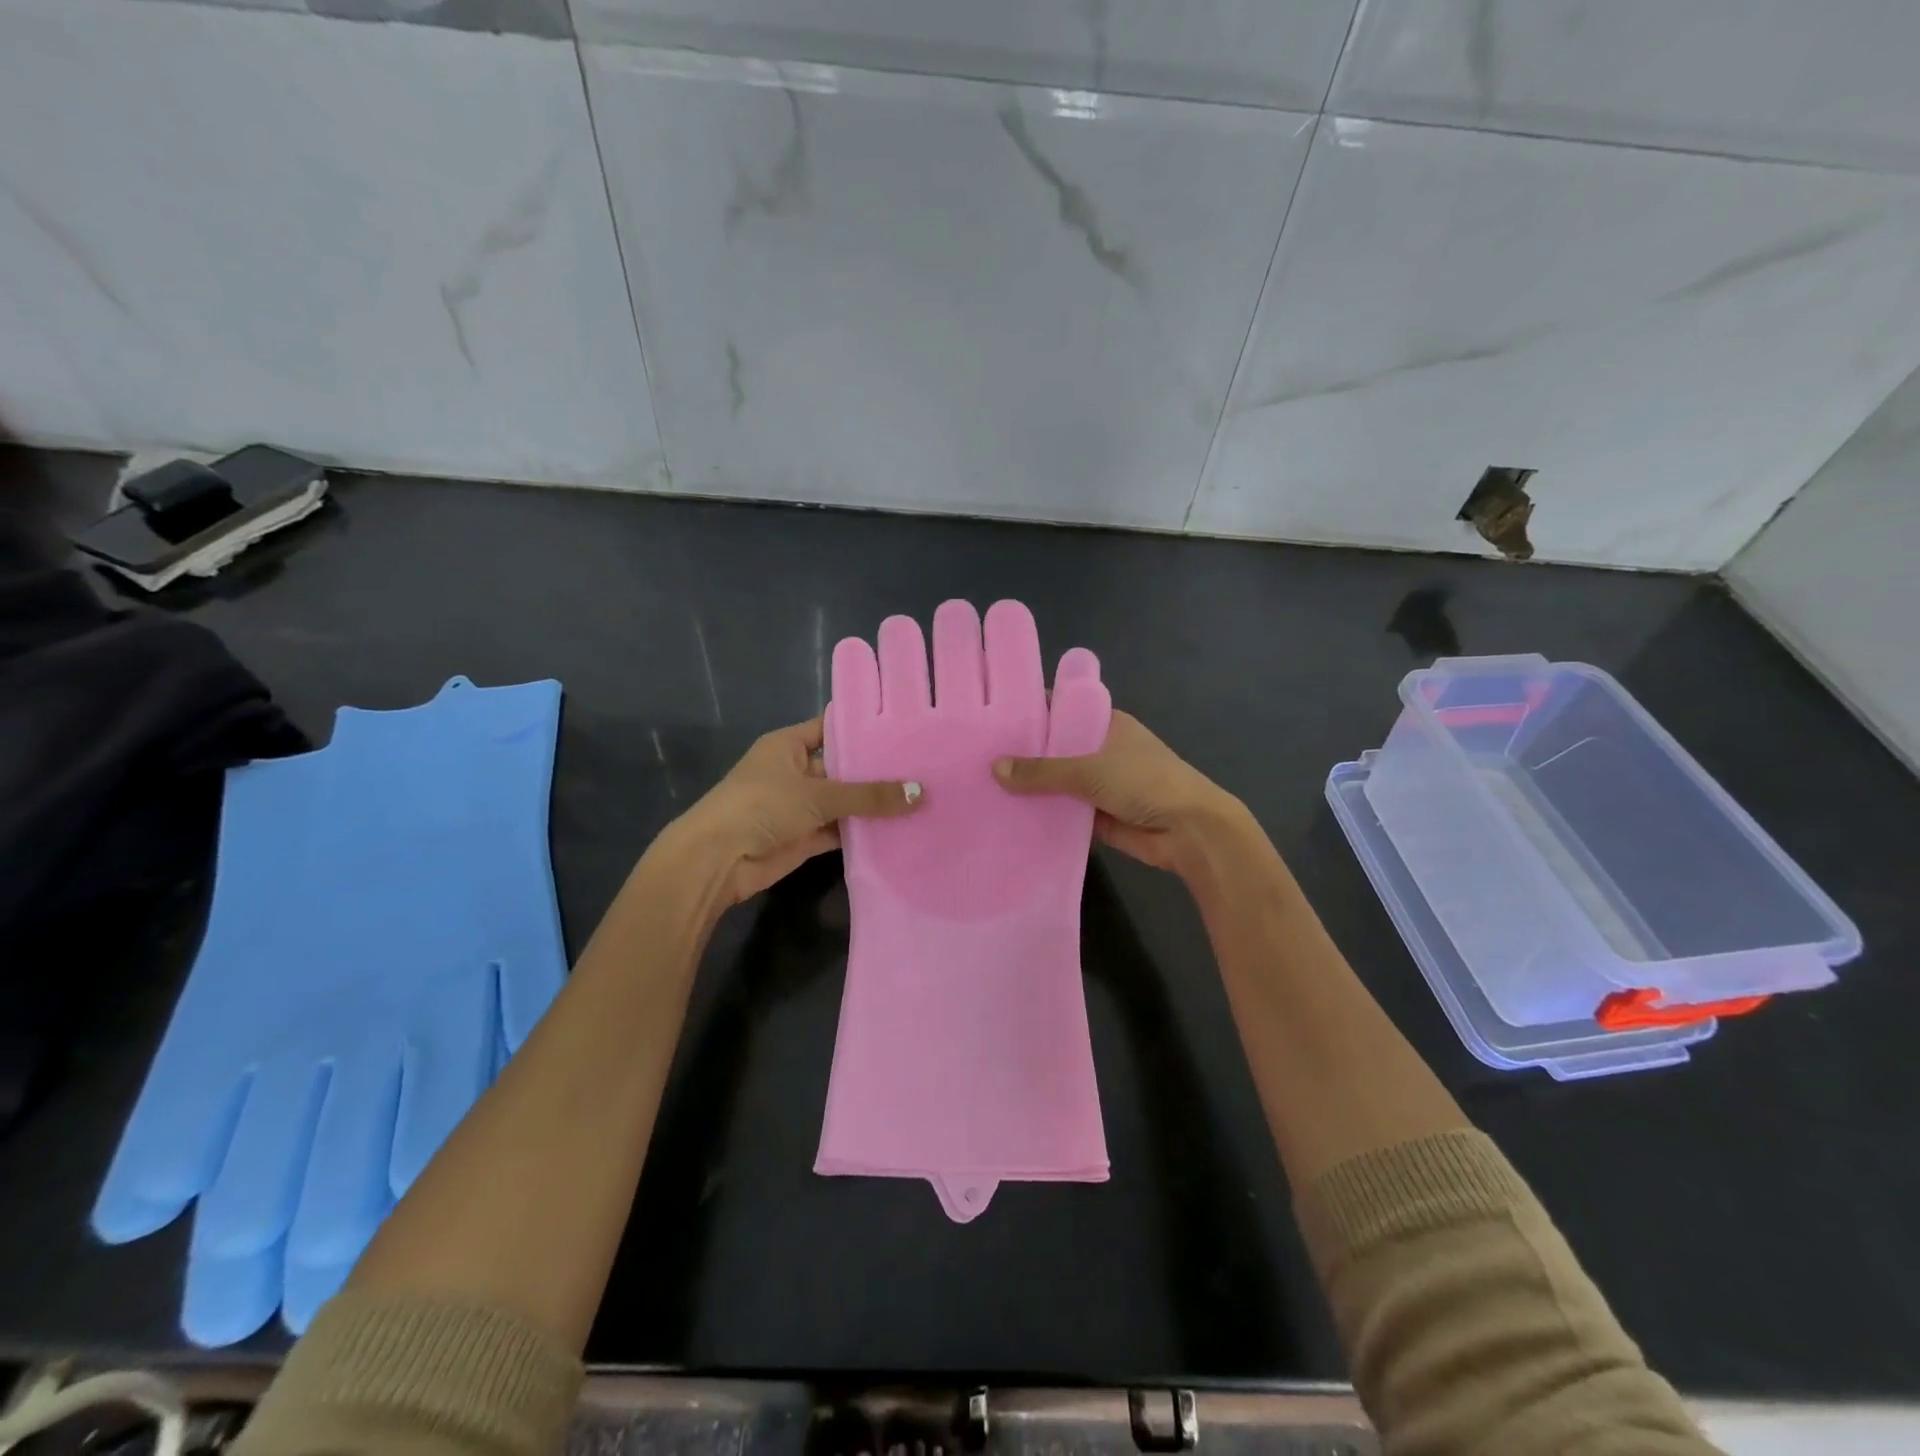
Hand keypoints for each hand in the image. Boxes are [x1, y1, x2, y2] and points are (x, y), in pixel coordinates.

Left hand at [661, 717, 922, 906]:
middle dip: (877, 770)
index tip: (904, 728)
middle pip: (842, 767)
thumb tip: (920, 793)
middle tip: (925, 766)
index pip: (832, 727)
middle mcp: (795, 771)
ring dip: (873, 804)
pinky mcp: (804, 836)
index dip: (864, 727)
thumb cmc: (762, 806)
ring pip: (843, 801)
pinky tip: (899, 829)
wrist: (717, 860)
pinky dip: (863, 832)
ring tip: (920, 797)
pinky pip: (840, 829)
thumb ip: (869, 796)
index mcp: (789, 745)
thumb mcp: (818, 794)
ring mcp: (799, 805)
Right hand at [993, 710, 1241, 876]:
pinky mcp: (1098, 816)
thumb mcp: (1090, 770)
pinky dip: (1043, 815)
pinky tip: (1009, 818)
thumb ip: (1042, 772)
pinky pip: (1064, 812)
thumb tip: (995, 769)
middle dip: (1023, 755)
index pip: (1062, 710)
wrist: (1191, 831)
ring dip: (1031, 789)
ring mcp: (1100, 784)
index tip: (992, 719)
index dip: (1031, 713)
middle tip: (978, 757)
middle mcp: (1102, 750)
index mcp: (1106, 724)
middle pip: (1056, 749)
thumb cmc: (1146, 783)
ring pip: (1058, 783)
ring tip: (984, 789)